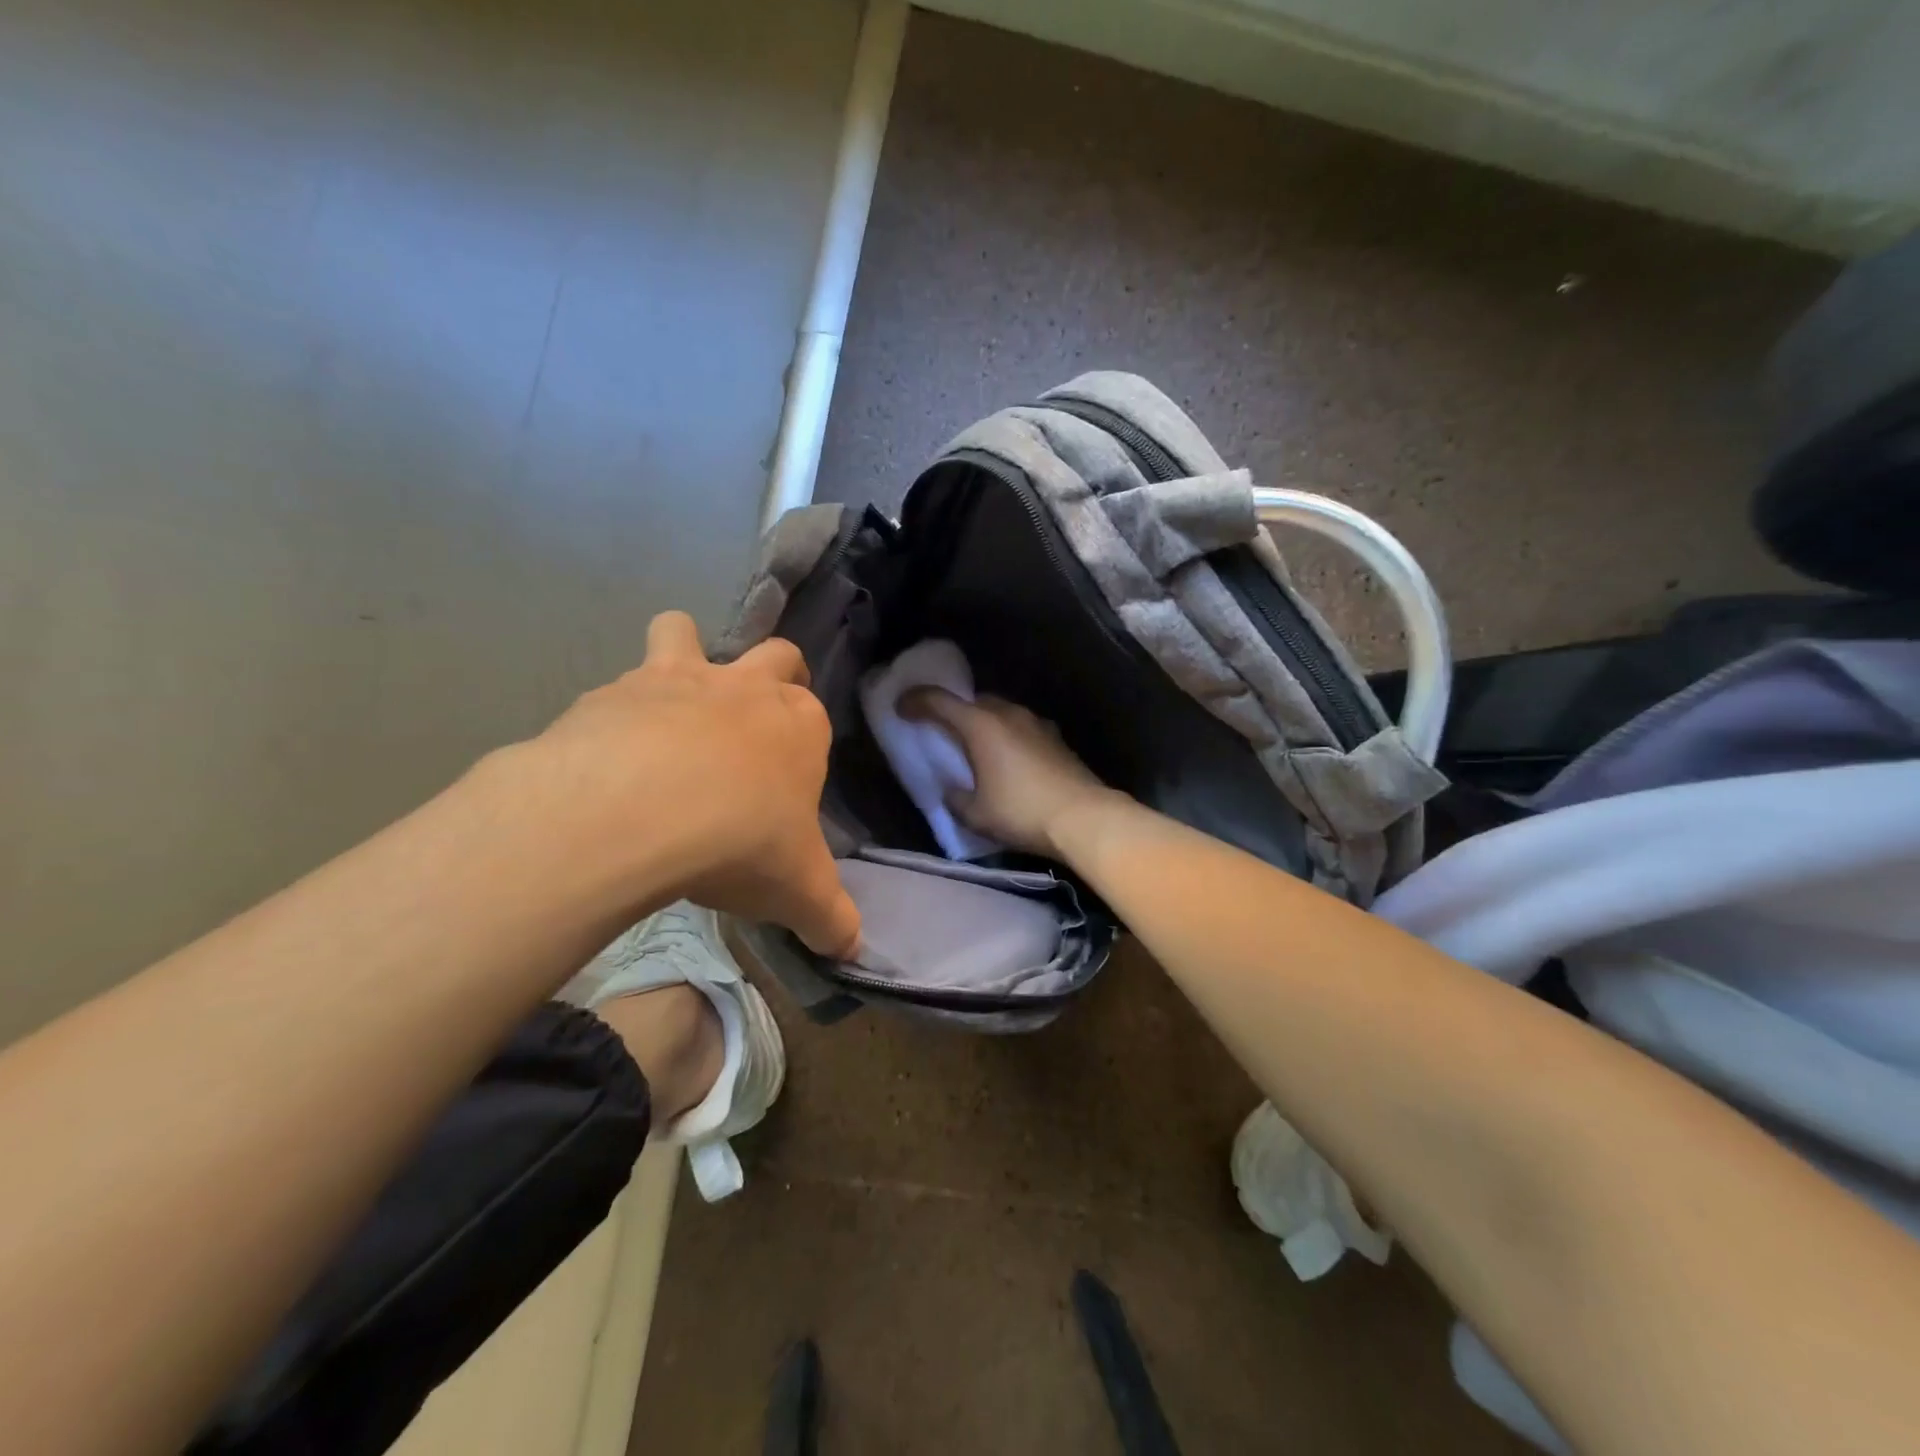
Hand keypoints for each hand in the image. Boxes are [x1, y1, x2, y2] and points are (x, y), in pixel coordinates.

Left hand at [524, 611, 859, 956]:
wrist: (639, 811)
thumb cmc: (741, 842)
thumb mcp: (799, 893)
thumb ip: (831, 919)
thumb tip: (852, 950)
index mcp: (800, 724)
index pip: (816, 714)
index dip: (805, 743)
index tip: (788, 784)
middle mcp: (745, 687)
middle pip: (774, 654)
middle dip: (773, 672)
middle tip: (754, 717)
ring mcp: (676, 680)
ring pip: (682, 631)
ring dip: (681, 652)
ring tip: (668, 703)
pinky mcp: (612, 692)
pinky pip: (616, 687)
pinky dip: (615, 715)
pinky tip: (605, 759)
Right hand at [900, 690, 1118, 857]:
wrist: (1084, 817)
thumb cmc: (1021, 812)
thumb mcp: (975, 813)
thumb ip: (955, 797)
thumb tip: (952, 789)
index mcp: (981, 725)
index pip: (939, 701)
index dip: (915, 701)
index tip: (900, 706)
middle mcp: (1008, 713)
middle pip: (972, 701)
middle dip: (952, 710)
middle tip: (939, 728)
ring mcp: (1035, 722)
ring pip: (999, 711)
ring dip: (982, 722)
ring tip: (973, 745)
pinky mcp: (1055, 737)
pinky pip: (1019, 726)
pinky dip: (1005, 735)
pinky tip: (1006, 758)